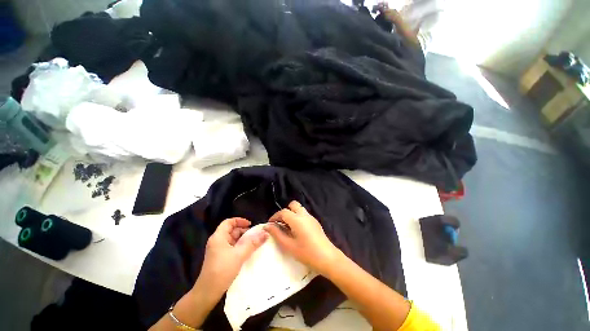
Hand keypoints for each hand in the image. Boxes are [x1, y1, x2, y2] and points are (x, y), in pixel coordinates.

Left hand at [195, 217, 267, 300]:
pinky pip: (231, 247)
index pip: (229, 222)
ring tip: (254, 243)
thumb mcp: (239, 255)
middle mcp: (217, 241)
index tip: (250, 224)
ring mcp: (218, 250)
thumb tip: (265, 233)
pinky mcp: (220, 257)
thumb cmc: (222, 270)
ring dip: (243, 239)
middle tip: (255, 235)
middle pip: (231, 230)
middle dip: (244, 231)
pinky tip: (247, 251)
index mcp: (218, 237)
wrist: (208, 292)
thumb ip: (253, 243)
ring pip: (232, 239)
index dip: (240, 221)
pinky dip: (239, 246)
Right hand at [264, 201, 341, 276]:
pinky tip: (297, 230)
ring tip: (288, 227)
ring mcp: (311, 217)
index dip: (275, 217)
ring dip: (292, 214)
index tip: (270, 225)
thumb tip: (267, 226)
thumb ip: (277, 234)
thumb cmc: (306, 253)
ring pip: (299, 208)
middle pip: (293, 205)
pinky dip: (298, 217)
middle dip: (285, 211)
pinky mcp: (315, 221)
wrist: (327, 258)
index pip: (283, 212)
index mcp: (297, 219)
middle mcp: (304, 215)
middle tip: (281, 223)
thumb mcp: (289, 245)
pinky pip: (304, 214)